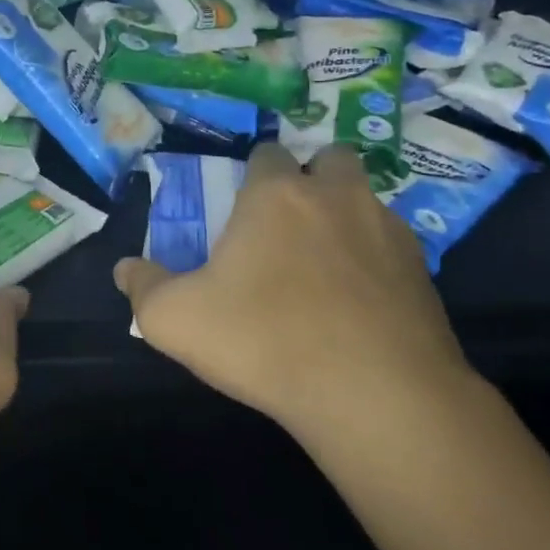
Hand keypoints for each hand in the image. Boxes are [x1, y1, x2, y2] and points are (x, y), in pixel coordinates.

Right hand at [115, 143, 475, 437]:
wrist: (375, 396)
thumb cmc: (264, 341)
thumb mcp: (174, 320)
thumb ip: (142, 287)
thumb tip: (125, 268)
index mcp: (276, 195)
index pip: (267, 153)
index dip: (254, 174)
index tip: (242, 207)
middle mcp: (337, 196)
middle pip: (331, 158)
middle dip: (313, 177)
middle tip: (290, 222)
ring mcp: (388, 231)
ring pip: (366, 201)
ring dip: (345, 216)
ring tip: (325, 265)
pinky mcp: (424, 272)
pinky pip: (393, 247)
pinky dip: (374, 261)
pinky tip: (358, 303)